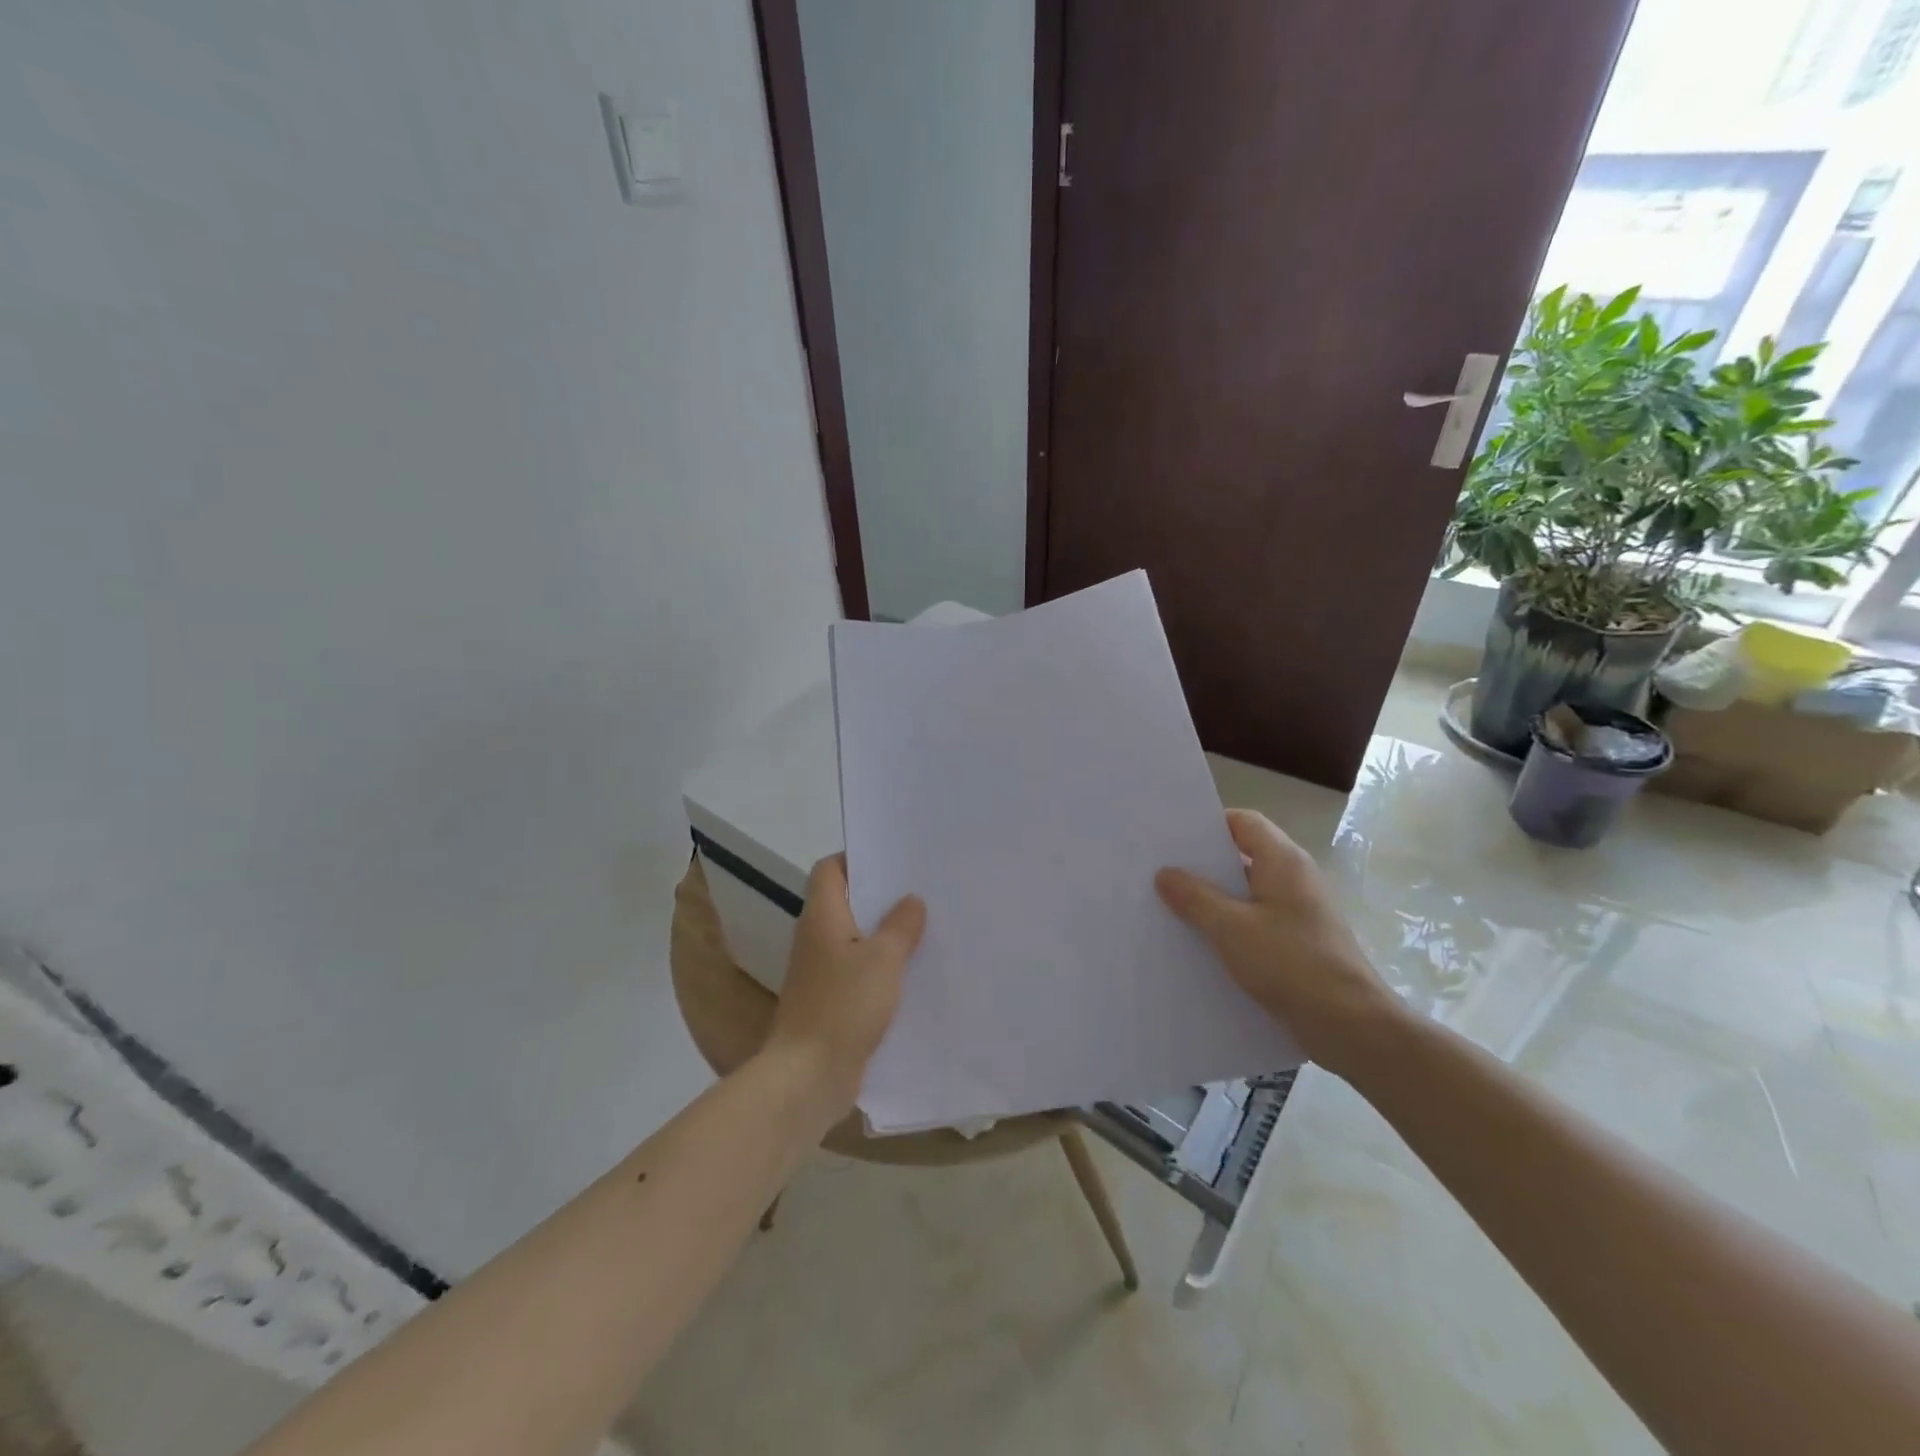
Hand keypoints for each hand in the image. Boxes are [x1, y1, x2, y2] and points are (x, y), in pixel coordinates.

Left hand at [765, 854, 925, 1113]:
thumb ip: (900, 926)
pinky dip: (883, 968)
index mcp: (822, 917)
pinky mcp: (832, 1002)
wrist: (808, 1077)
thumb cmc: (842, 1006)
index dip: (857, 858)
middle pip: (847, 902)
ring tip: (926, 928)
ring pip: (857, 939)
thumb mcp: (882, 960)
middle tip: (923, 891)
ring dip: (886, 935)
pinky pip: (860, 972)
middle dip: (882, 897)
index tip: (894, 860)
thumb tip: (911, 900)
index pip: (829, 870)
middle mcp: (817, 939)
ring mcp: (823, 972)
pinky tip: (914, 973)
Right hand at [1156, 809, 1405, 1079]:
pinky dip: (1230, 925)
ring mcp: (1299, 912)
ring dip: (1214, 899)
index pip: (1243, 821)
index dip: (1208, 825)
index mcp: (1283, 861)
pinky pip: (1256, 921)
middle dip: (1204, 865)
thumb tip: (1165, 873)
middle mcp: (1295, 878)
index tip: (1172, 839)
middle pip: (1243, 856)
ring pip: (1247, 893)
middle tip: (1160, 872)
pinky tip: (1201, 944)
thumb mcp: (1231, 928)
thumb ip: (1195, 898)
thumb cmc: (1291, 964)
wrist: (1352, 1027)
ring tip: (1171, 908)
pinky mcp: (1299, 943)